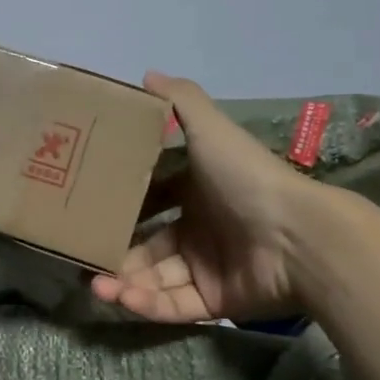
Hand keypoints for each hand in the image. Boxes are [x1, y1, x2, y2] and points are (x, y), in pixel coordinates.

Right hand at [91, 73, 334, 323]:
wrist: (298, 237)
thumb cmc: (247, 180)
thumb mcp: (211, 131)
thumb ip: (180, 102)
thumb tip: (146, 74)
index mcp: (198, 192)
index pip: (153, 200)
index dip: (124, 205)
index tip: (89, 209)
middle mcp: (200, 230)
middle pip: (146, 245)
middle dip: (115, 252)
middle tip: (82, 257)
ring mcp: (206, 269)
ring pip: (152, 279)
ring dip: (122, 283)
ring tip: (94, 286)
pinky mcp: (213, 302)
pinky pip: (171, 305)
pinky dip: (145, 304)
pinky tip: (120, 298)